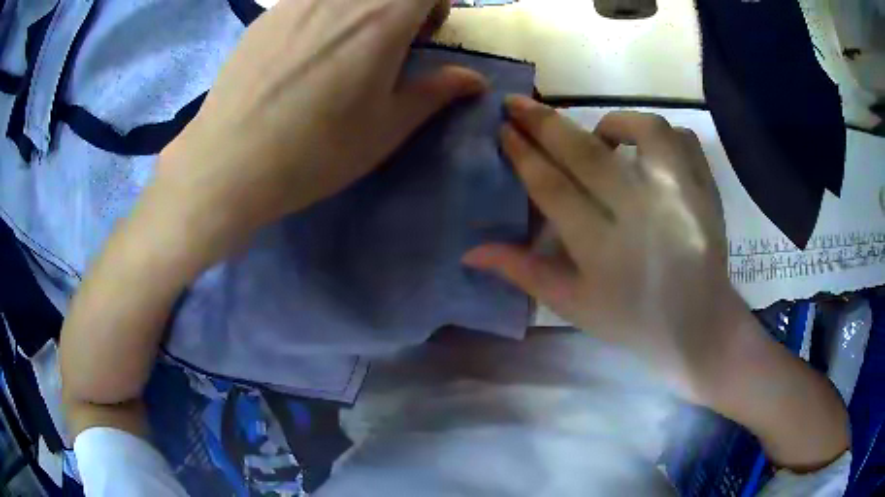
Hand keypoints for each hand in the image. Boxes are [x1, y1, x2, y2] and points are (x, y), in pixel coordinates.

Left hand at [155, 0, 486, 266]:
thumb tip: (474, 79)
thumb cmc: (316, 150)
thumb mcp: (386, 127)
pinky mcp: (267, 13)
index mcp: (383, 16)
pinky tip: (305, 49)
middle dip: (402, 5)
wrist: (229, 162)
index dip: (436, 4)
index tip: (426, 33)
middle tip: (389, 39)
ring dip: (362, 7)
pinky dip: (325, 11)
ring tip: (346, 43)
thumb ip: (436, 92)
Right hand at [463, 96, 735, 398]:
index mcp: (603, 250)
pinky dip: (660, 134)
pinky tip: (645, 148)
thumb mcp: (574, 305)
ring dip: (614, 122)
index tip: (503, 129)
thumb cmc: (633, 321)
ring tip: (600, 135)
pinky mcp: (705, 190)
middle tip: (516, 102)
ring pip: (645, 131)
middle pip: (586, 153)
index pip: (552, 188)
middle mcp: (642, 215)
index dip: (523, 154)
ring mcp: (680, 197)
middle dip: (544, 123)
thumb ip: (524, 273)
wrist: (699, 326)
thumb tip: (471, 251)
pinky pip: (682, 139)